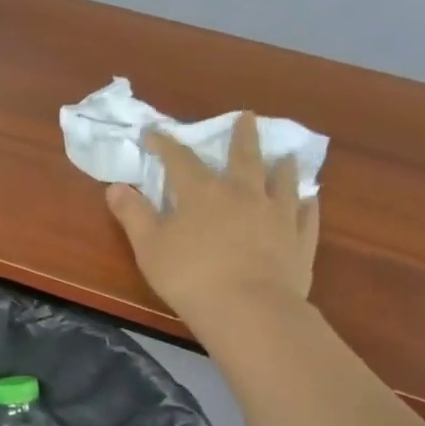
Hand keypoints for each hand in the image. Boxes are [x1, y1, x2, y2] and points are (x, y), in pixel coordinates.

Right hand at [107, 118, 319, 331]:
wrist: (248, 309)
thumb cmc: (189, 276)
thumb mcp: (149, 247)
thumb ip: (133, 215)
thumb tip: (115, 186)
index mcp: (202, 193)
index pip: (180, 159)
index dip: (165, 144)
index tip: (153, 133)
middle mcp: (244, 194)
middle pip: (244, 157)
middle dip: (242, 136)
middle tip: (247, 116)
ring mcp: (277, 215)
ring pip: (282, 182)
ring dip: (282, 167)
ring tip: (286, 155)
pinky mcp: (299, 240)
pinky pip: (306, 216)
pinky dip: (307, 205)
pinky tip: (309, 200)